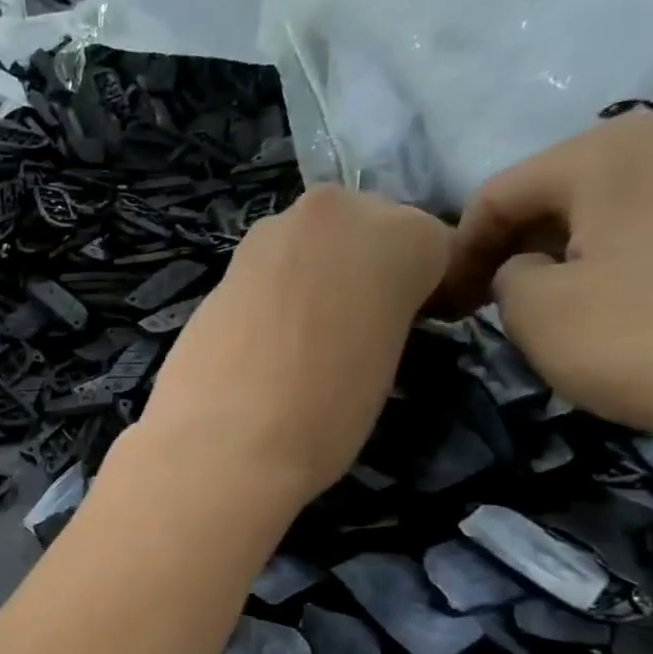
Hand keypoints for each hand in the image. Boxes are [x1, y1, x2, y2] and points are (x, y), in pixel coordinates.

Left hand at [134, 185, 450, 510]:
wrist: (223, 441)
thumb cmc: (326, 414)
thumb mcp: (389, 363)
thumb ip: (386, 317)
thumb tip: (362, 320)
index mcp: (401, 234)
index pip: (431, 247)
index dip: (424, 291)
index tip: (412, 327)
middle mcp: (334, 212)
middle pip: (363, 232)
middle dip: (361, 271)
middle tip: (351, 330)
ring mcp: (269, 233)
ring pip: (309, 246)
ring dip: (311, 278)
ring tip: (299, 341)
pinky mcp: (221, 266)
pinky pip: (265, 273)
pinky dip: (269, 296)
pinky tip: (260, 342)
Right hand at [446, 112, 652, 448]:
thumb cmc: (638, 336)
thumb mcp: (532, 310)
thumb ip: (504, 274)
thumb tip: (524, 269)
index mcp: (610, 149)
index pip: (499, 193)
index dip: (459, 249)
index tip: (444, 300)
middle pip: (559, 188)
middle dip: (513, 242)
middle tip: (485, 299)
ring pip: (611, 201)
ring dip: (565, 245)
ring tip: (546, 297)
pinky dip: (620, 249)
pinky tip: (612, 294)